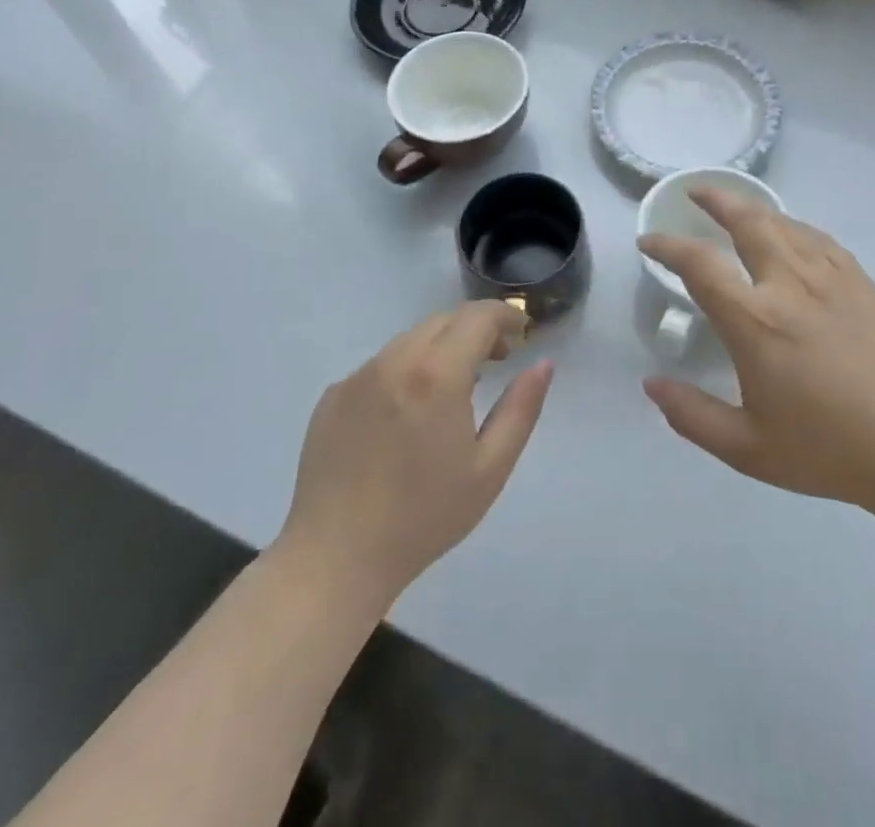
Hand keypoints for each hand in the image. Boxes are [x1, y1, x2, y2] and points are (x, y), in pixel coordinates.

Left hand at [277, 301, 551, 608]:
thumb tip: (543, 365)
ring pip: (410, 340)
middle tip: (497, 359)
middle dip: (476, 329)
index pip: (478, 317)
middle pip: (444, 321)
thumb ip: (522, 408)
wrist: (335, 560)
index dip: (505, 315)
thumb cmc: (424, 518)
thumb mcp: (490, 468)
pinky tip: (407, 414)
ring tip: (454, 387)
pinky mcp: (332, 396)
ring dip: (440, 347)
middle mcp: (394, 361)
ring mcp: (357, 377)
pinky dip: (405, 370)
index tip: (521, 332)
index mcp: (437, 373)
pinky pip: (379, 366)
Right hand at [638, 191, 874, 510]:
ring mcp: (830, 278)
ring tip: (735, 208)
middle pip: (747, 220)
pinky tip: (789, 233)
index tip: (649, 242)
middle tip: (695, 193)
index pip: (700, 264)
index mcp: (755, 321)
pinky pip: (818, 238)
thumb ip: (692, 415)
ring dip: (752, 209)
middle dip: (716, 199)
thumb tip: (651, 384)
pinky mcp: (860, 282)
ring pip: (784, 223)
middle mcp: (789, 285)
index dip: (668, 246)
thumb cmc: (826, 449)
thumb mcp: (746, 448)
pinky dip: (792, 226)